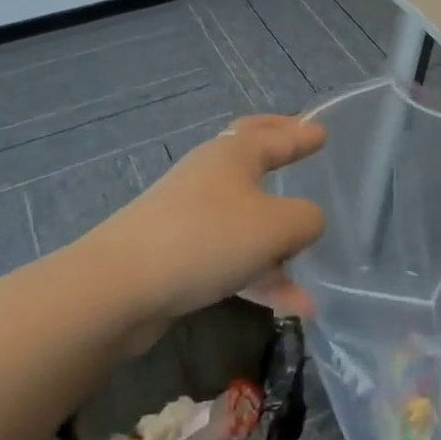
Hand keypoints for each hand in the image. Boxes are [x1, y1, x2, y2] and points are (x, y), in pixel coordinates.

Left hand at [91, 115, 327, 325]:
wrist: (119, 288)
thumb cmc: (207, 238)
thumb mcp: (277, 226)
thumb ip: (306, 220)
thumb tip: (307, 222)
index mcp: (234, 153)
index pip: (276, 135)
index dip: (302, 134)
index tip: (322, 132)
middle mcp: (211, 175)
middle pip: (253, 157)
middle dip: (279, 152)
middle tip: (302, 144)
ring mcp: (190, 215)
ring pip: (246, 218)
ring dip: (279, 240)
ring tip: (310, 265)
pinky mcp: (178, 254)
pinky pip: (231, 257)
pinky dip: (261, 275)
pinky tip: (293, 306)